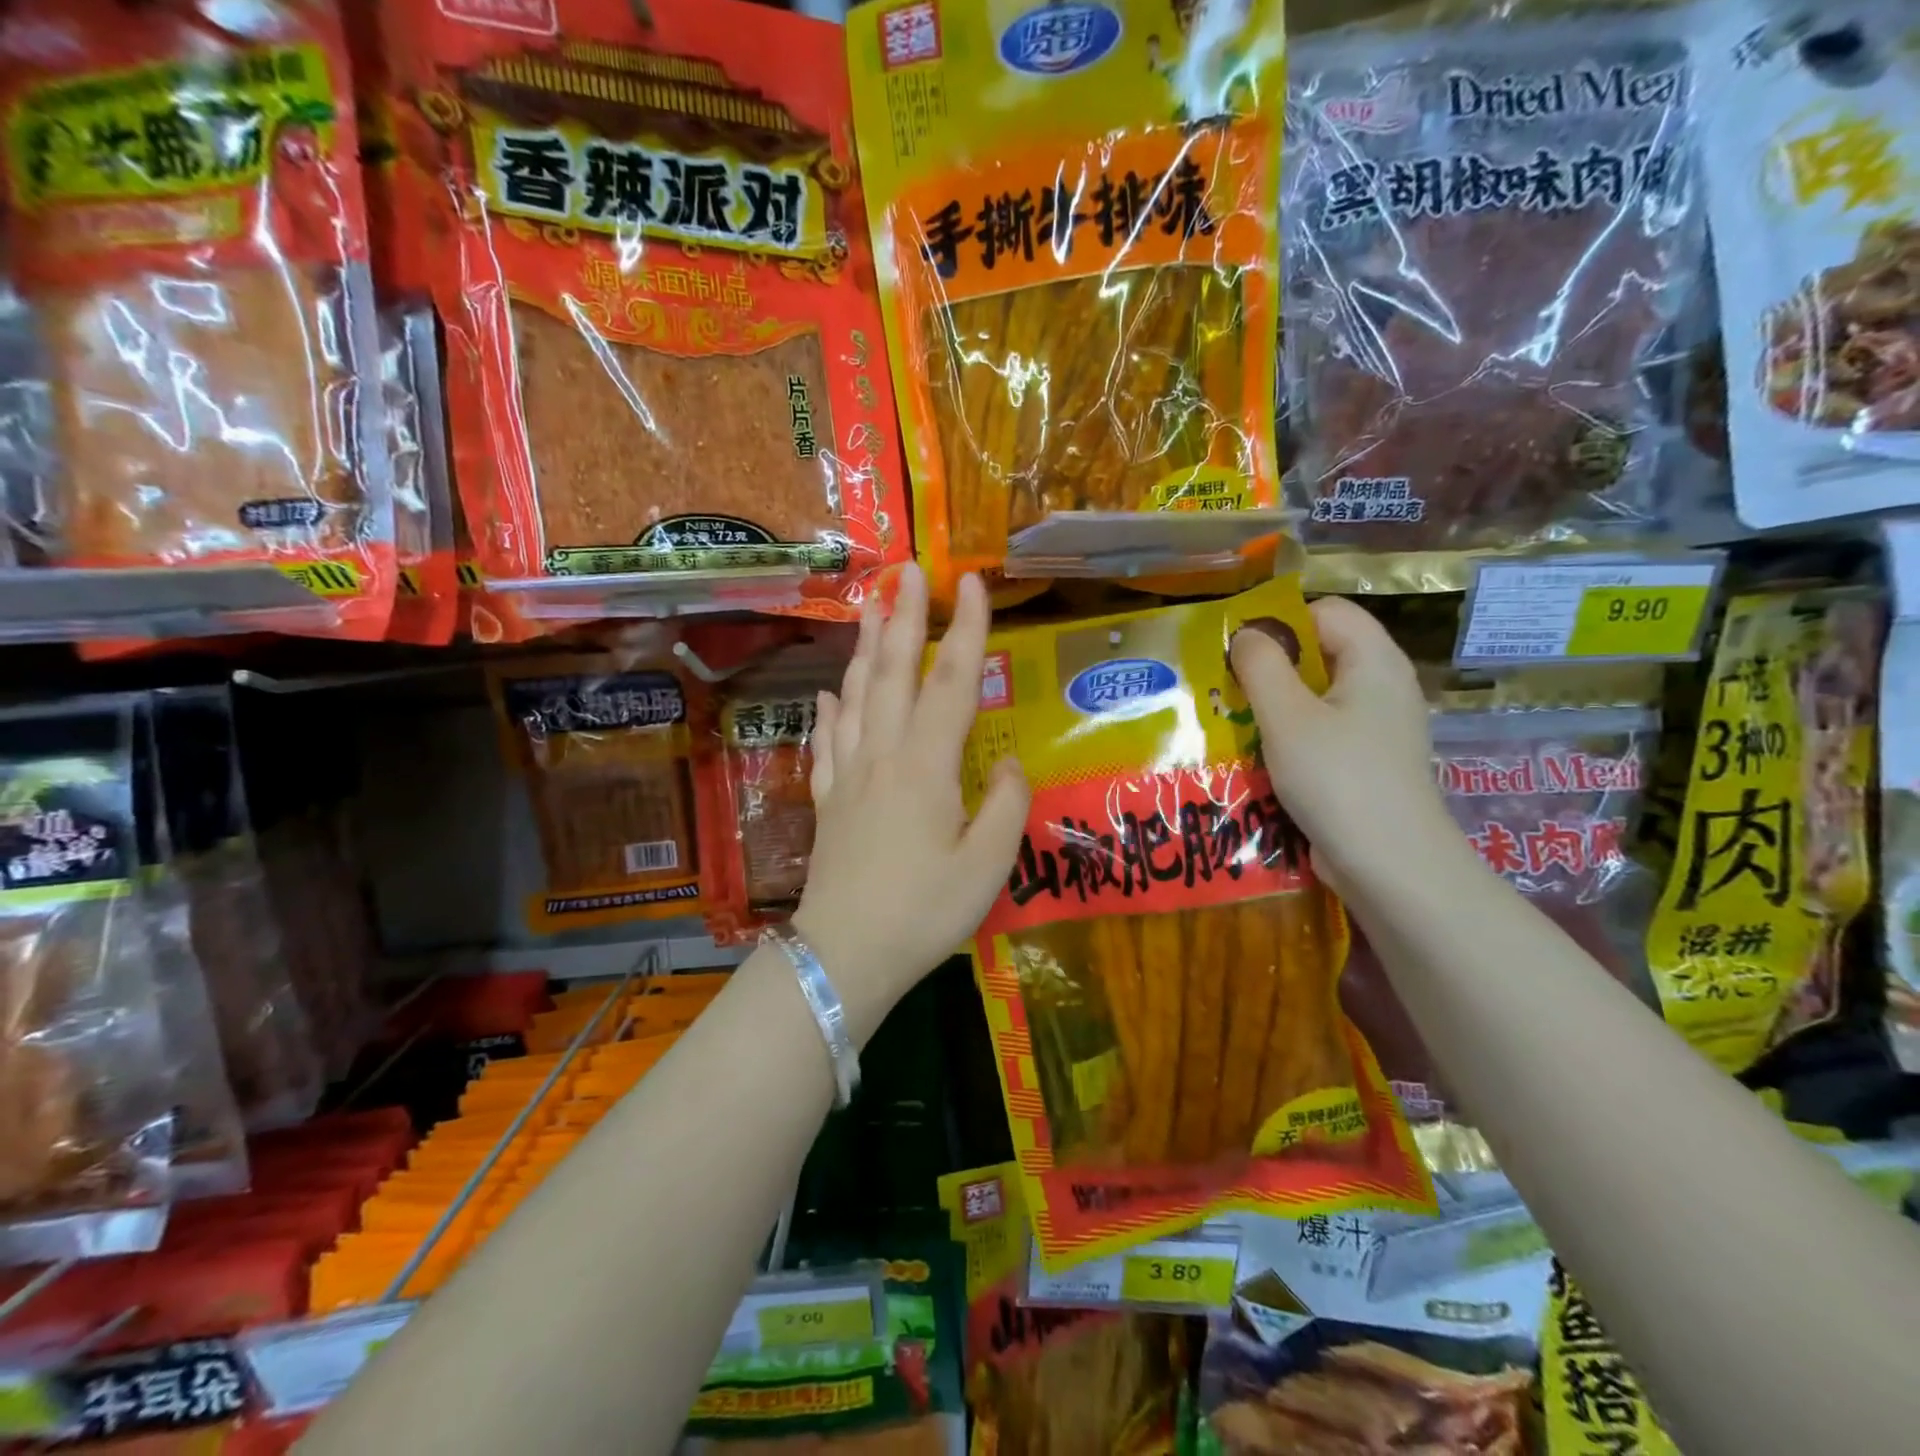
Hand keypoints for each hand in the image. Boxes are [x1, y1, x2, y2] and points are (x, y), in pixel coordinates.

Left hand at [793, 564, 1029, 1041]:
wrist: (845, 956)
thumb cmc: (923, 913)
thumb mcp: (986, 866)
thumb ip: (1005, 806)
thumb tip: (1008, 766)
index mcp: (926, 767)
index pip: (951, 684)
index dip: (966, 632)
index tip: (972, 583)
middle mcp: (883, 757)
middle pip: (893, 674)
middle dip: (902, 618)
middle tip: (905, 571)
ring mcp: (849, 777)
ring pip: (855, 698)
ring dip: (864, 650)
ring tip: (868, 610)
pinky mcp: (829, 802)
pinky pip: (826, 745)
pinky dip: (828, 713)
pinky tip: (827, 695)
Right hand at [1229, 596, 1463, 904]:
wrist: (1391, 866)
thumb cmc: (1337, 779)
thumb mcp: (1287, 717)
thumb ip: (1261, 666)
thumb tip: (1247, 634)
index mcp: (1374, 661)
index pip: (1325, 611)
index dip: (1280, 622)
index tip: (1237, 652)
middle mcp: (1383, 686)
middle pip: (1321, 653)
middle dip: (1270, 668)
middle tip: (1226, 689)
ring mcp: (1378, 728)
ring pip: (1317, 697)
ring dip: (1274, 707)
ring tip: (1234, 724)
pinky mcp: (1368, 762)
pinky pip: (1323, 732)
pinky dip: (1291, 738)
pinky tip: (1260, 759)